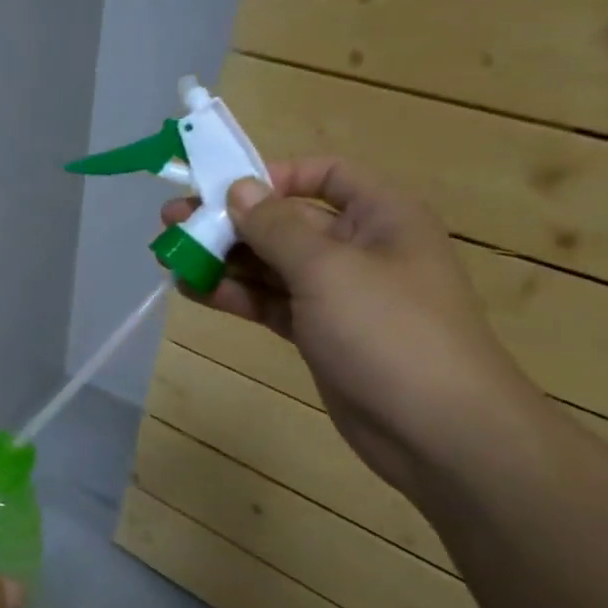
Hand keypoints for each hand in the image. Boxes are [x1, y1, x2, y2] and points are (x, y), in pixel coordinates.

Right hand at [164, 157, 546, 495]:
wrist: (438, 432)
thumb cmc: (389, 330)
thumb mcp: (327, 268)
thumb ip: (276, 226)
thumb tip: (238, 188)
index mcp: (381, 215)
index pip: (324, 175)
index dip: (274, 175)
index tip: (224, 189)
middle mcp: (360, 248)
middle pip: (286, 221)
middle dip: (230, 221)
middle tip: (171, 222)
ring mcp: (338, 294)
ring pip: (272, 265)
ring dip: (224, 259)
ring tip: (169, 256)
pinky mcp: (320, 333)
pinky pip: (271, 302)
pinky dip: (235, 295)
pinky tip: (193, 290)